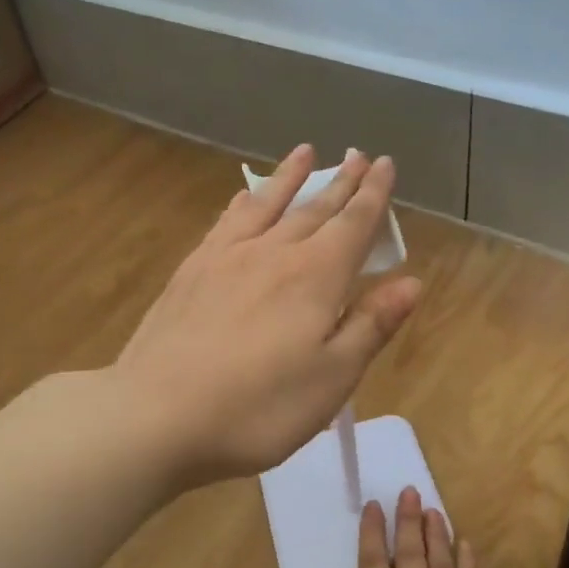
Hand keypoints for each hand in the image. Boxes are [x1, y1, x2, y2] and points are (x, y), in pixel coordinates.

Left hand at [115, 145, 421, 487]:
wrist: (156, 415)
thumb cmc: (258, 408)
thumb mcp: (331, 378)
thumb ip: (371, 325)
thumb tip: (411, 283)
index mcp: (315, 277)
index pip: (354, 224)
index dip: (374, 195)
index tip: (386, 164)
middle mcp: (273, 253)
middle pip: (315, 208)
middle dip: (341, 182)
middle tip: (358, 155)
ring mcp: (226, 258)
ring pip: (268, 204)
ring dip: (291, 178)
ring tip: (305, 152)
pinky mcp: (191, 271)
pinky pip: (226, 223)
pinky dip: (243, 203)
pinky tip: (243, 196)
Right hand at [283, 488, 506, 567]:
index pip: (373, 565)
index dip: (373, 534)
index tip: (375, 504)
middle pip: (411, 556)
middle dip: (408, 522)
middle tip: (411, 491)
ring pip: (442, 566)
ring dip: (437, 536)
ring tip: (434, 510)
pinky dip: (469, 565)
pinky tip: (467, 546)